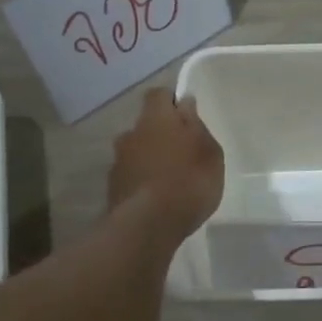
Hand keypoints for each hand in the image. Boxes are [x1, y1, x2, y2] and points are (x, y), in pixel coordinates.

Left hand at [108, 89, 223, 240]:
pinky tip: (157, 198)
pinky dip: (142, 181)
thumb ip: (195, 125)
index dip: (171, 101)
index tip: (186, 115)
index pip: (158, 95)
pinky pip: (131, 176)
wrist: (148, 225)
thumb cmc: (189, 181)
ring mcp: (118, 162)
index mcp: (156, 118)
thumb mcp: (209, 151)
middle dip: (161, 134)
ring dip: (149, 159)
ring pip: (136, 152)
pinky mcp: (112, 189)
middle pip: (146, 125)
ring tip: (169, 180)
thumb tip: (184, 103)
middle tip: (182, 153)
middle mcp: (131, 134)